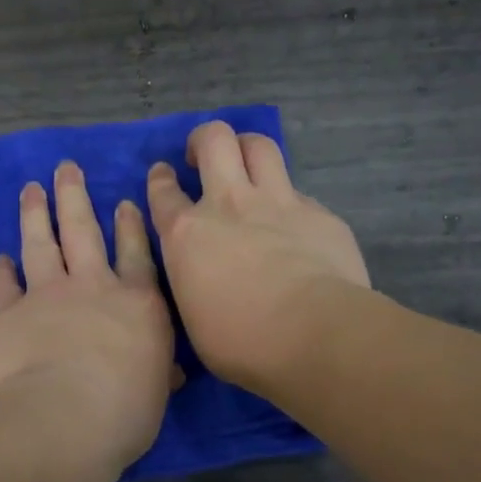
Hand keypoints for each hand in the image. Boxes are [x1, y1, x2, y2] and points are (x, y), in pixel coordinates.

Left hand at [0, 161, 177, 470]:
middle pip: (84, 230)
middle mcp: (93, 286)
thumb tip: (170, 373)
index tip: (123, 201)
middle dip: (75, 196)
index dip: (130, 225)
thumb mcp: (157, 391)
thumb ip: (159, 372)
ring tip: (31, 189)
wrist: (66, 416)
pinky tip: (1, 256)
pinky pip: (5, 284)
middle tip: (65, 168)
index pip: (136, 253)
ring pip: (41, 243)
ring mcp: (48, 294)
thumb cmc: (126, 409)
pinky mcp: (10, 312)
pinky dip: (2, 269)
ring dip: (36, 214)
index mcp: (137, 302)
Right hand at [146, 121, 369, 395]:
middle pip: (214, 140)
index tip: (164, 177)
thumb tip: (205, 275)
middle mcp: (228, 204)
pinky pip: (299, 192)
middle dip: (204, 139)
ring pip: (260, 146)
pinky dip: (289, 201)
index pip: (163, 191)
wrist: (314, 335)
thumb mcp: (192, 317)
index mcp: (186, 234)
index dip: (161, 180)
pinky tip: (294, 224)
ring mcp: (278, 202)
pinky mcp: (319, 214)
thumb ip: (193, 280)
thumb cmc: (241, 342)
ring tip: (247, 164)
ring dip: (248, 148)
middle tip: (203, 156)